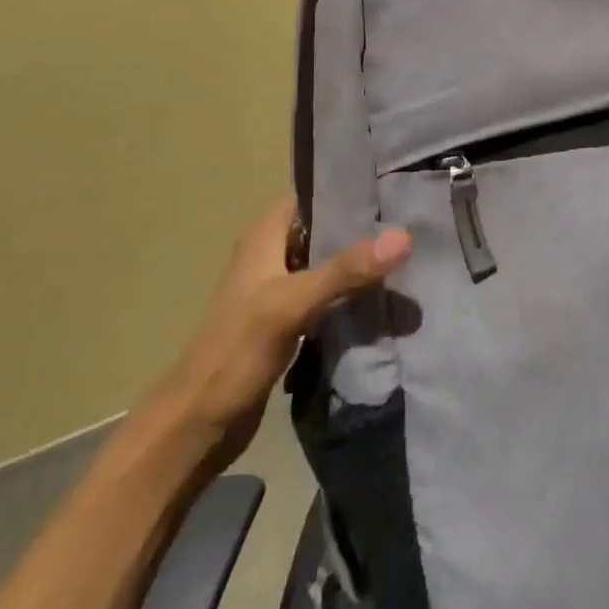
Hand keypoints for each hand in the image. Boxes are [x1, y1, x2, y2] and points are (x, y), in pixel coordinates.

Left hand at [160, 195, 409, 463]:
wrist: (197, 425)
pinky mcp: (288, 322)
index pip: (310, 194)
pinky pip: (328, 296)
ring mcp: (280, 290)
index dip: (346, 187)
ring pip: (328, 263)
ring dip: (360, 262)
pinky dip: (352, 293)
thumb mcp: (292, 303)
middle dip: (363, 226)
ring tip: (408, 254)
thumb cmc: (236, 351)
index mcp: (264, 237)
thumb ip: (345, 270)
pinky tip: (385, 296)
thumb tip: (404, 236)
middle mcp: (271, 255)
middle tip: (411, 220)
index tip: (391, 184)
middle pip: (324, 228)